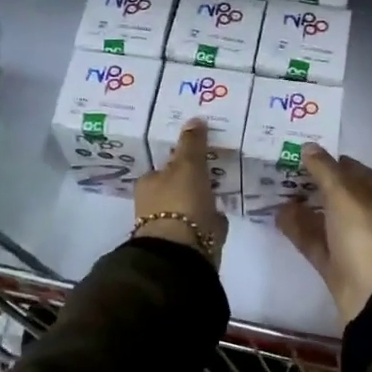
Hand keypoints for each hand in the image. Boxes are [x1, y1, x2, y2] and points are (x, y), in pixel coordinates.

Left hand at [132, 119, 228, 262]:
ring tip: (223, 186)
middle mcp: (154, 206)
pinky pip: (204, 224)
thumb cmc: (180, 202)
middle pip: (176, 186)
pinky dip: (212, 218)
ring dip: (204, 199)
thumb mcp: (188, 165)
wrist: (183, 253)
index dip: (179, 159)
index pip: (162, 167)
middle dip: (193, 180)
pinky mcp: (190, 243)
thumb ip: (192, 143)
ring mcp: (172, 227)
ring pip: (191, 205)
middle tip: (214, 166)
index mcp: (148, 185)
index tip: (197, 153)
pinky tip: (224, 211)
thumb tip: (195, 119)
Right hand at [278, 147, 371, 324]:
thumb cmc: (366, 237)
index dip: (331, 161)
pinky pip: (317, 241)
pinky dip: (300, 229)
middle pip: (341, 196)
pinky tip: (278, 216)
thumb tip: (308, 146)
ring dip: (303, 206)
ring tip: (276, 192)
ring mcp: (357, 244)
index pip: (357, 171)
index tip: (302, 154)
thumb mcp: (345, 196)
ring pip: (327, 219)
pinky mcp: (339, 266)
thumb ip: (324, 170)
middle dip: (314, 184)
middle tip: (284, 171)